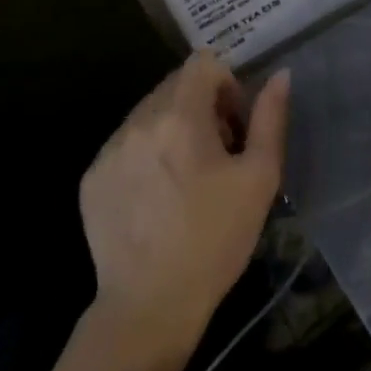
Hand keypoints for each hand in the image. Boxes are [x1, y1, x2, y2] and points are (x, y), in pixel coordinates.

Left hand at [79, 51, 289, 358]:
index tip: (234, 125)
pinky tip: (157, 197)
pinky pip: (126, 143)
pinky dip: (146, 153)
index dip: (225, 84)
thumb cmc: (215, 239)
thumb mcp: (260, 178)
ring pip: (149, 113)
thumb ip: (270, 118)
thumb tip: (279, 75)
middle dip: (201, 106)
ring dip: (172, 128)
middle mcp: (138, 121)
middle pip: (175, 85)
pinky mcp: (91, 177)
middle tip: (216, 154)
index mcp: (180, 116)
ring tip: (186, 178)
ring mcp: (109, 149)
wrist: (150, 307)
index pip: (202, 63)